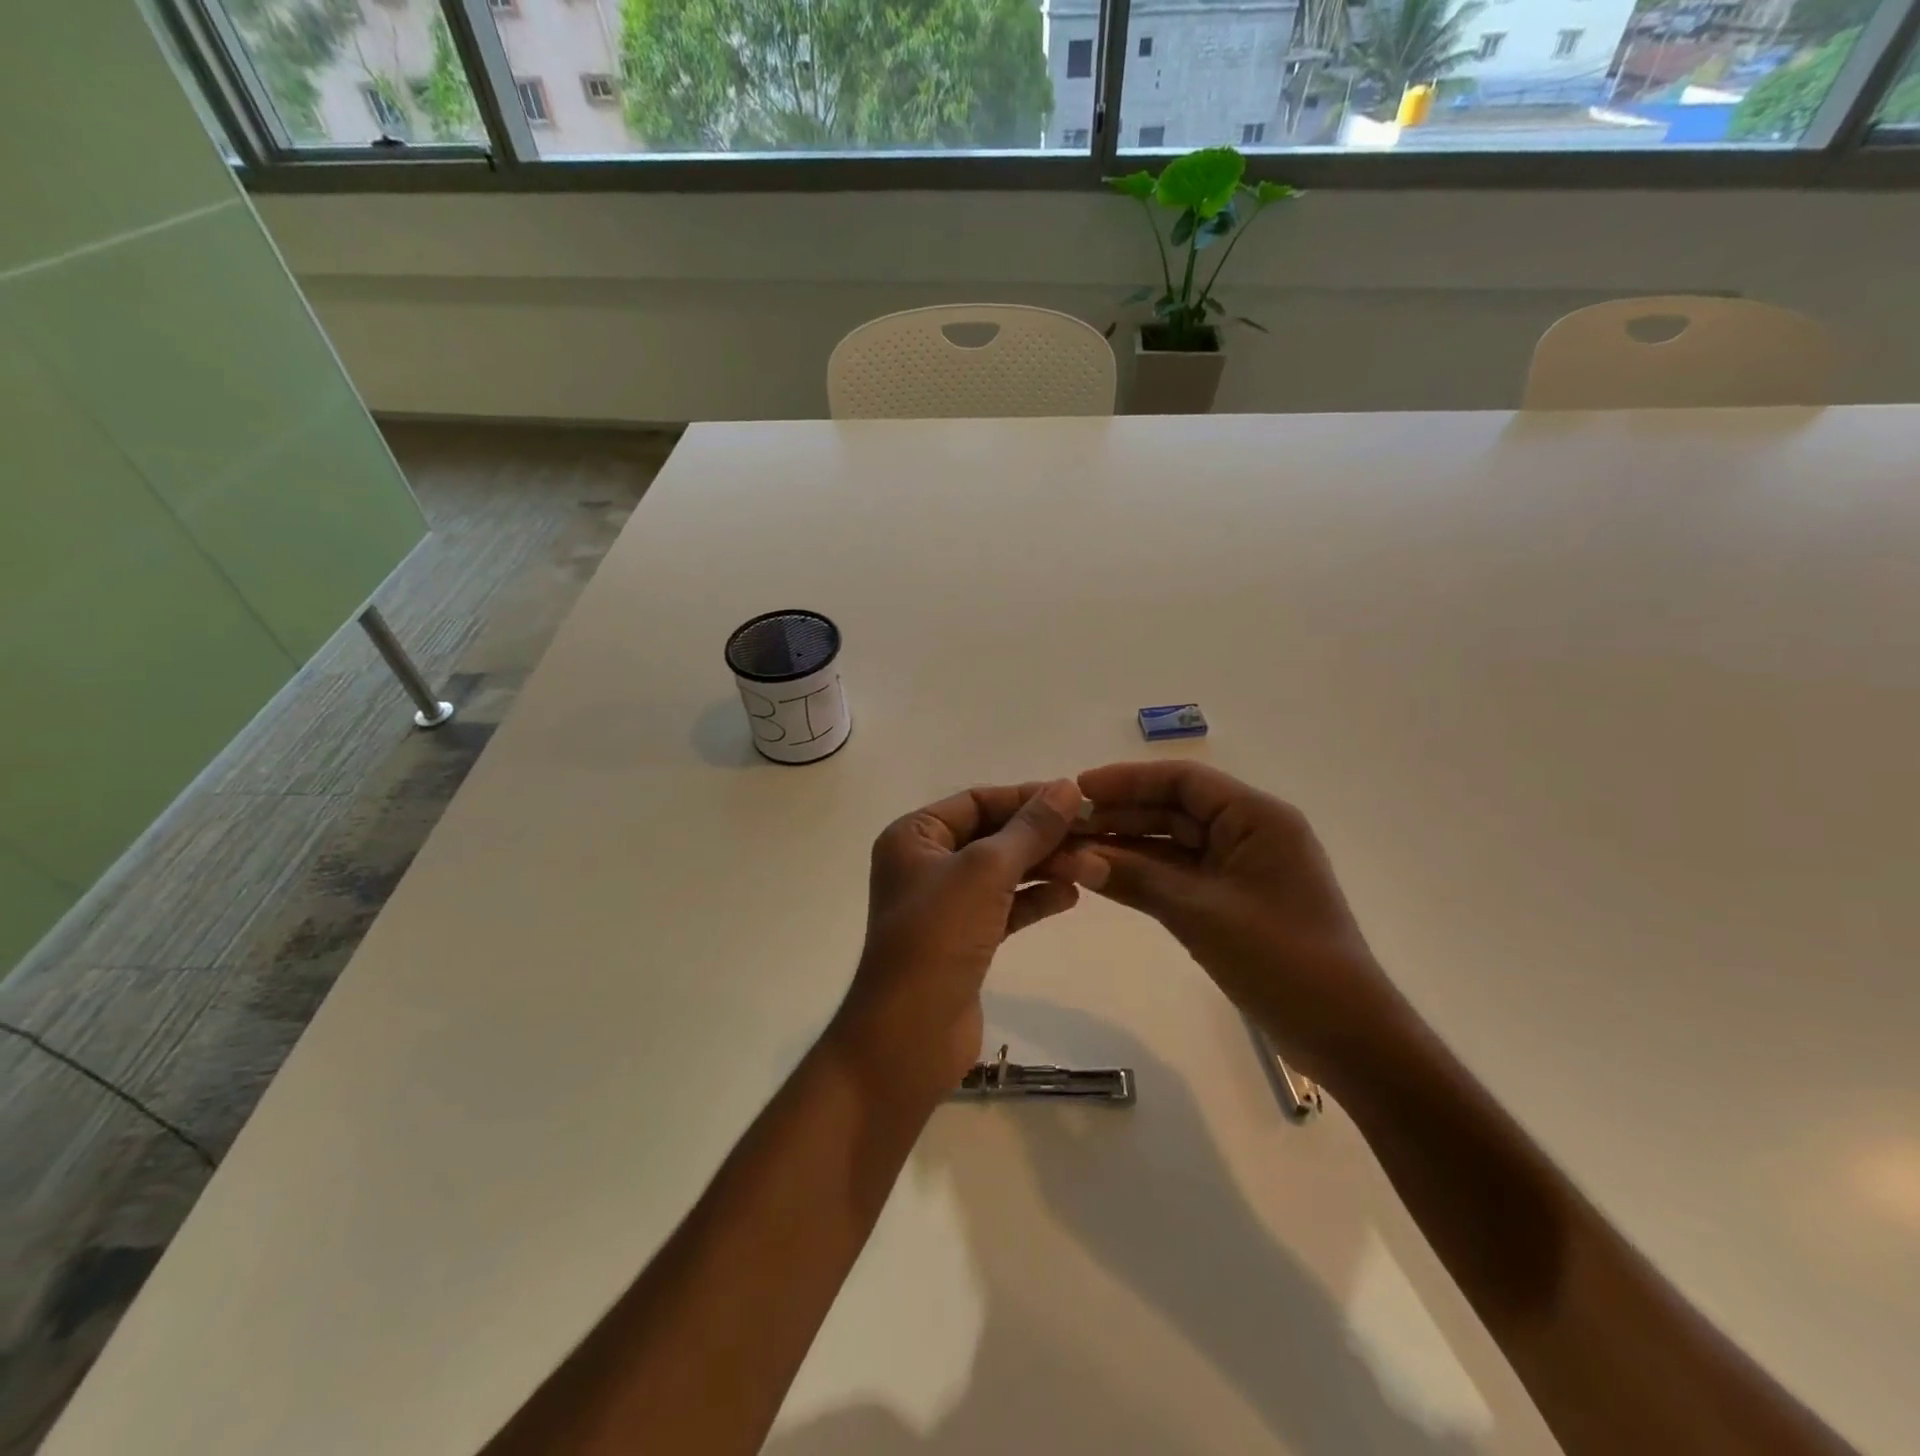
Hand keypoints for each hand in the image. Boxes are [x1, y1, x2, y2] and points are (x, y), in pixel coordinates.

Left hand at [832, 779, 1083, 1105]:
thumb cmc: (938, 937)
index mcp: (914, 836)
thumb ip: (1030, 829)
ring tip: (1091, 866)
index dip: (1025, 797)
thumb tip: (1068, 787)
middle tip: (1093, 835)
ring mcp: (943, 906)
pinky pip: (1003, 908)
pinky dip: (1034, 900)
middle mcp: (925, 864)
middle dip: (1040, 836)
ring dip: (1043, 867)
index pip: (976, 801)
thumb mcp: (986, 872)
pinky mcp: (963, 941)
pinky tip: (1070, 896)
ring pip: (1001, 873)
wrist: (909, 1036)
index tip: (1076, 799)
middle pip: (992, 836)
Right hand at [1053, 761, 1405, 1092]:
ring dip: (1127, 846)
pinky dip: (1144, 876)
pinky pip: (1180, 876)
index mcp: (1256, 818)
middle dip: (1121, 814)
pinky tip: (1102, 876)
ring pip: (1173, 844)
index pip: (1184, 780)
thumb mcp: (1201, 912)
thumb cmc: (1280, 959)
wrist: (1343, 1034)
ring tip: (1073, 849)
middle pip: (1175, 809)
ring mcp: (1240, 869)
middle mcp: (1249, 833)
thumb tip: (1074, 855)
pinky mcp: (1232, 901)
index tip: (1079, 789)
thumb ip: (1137, 877)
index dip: (1128, 780)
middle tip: (1066, 825)